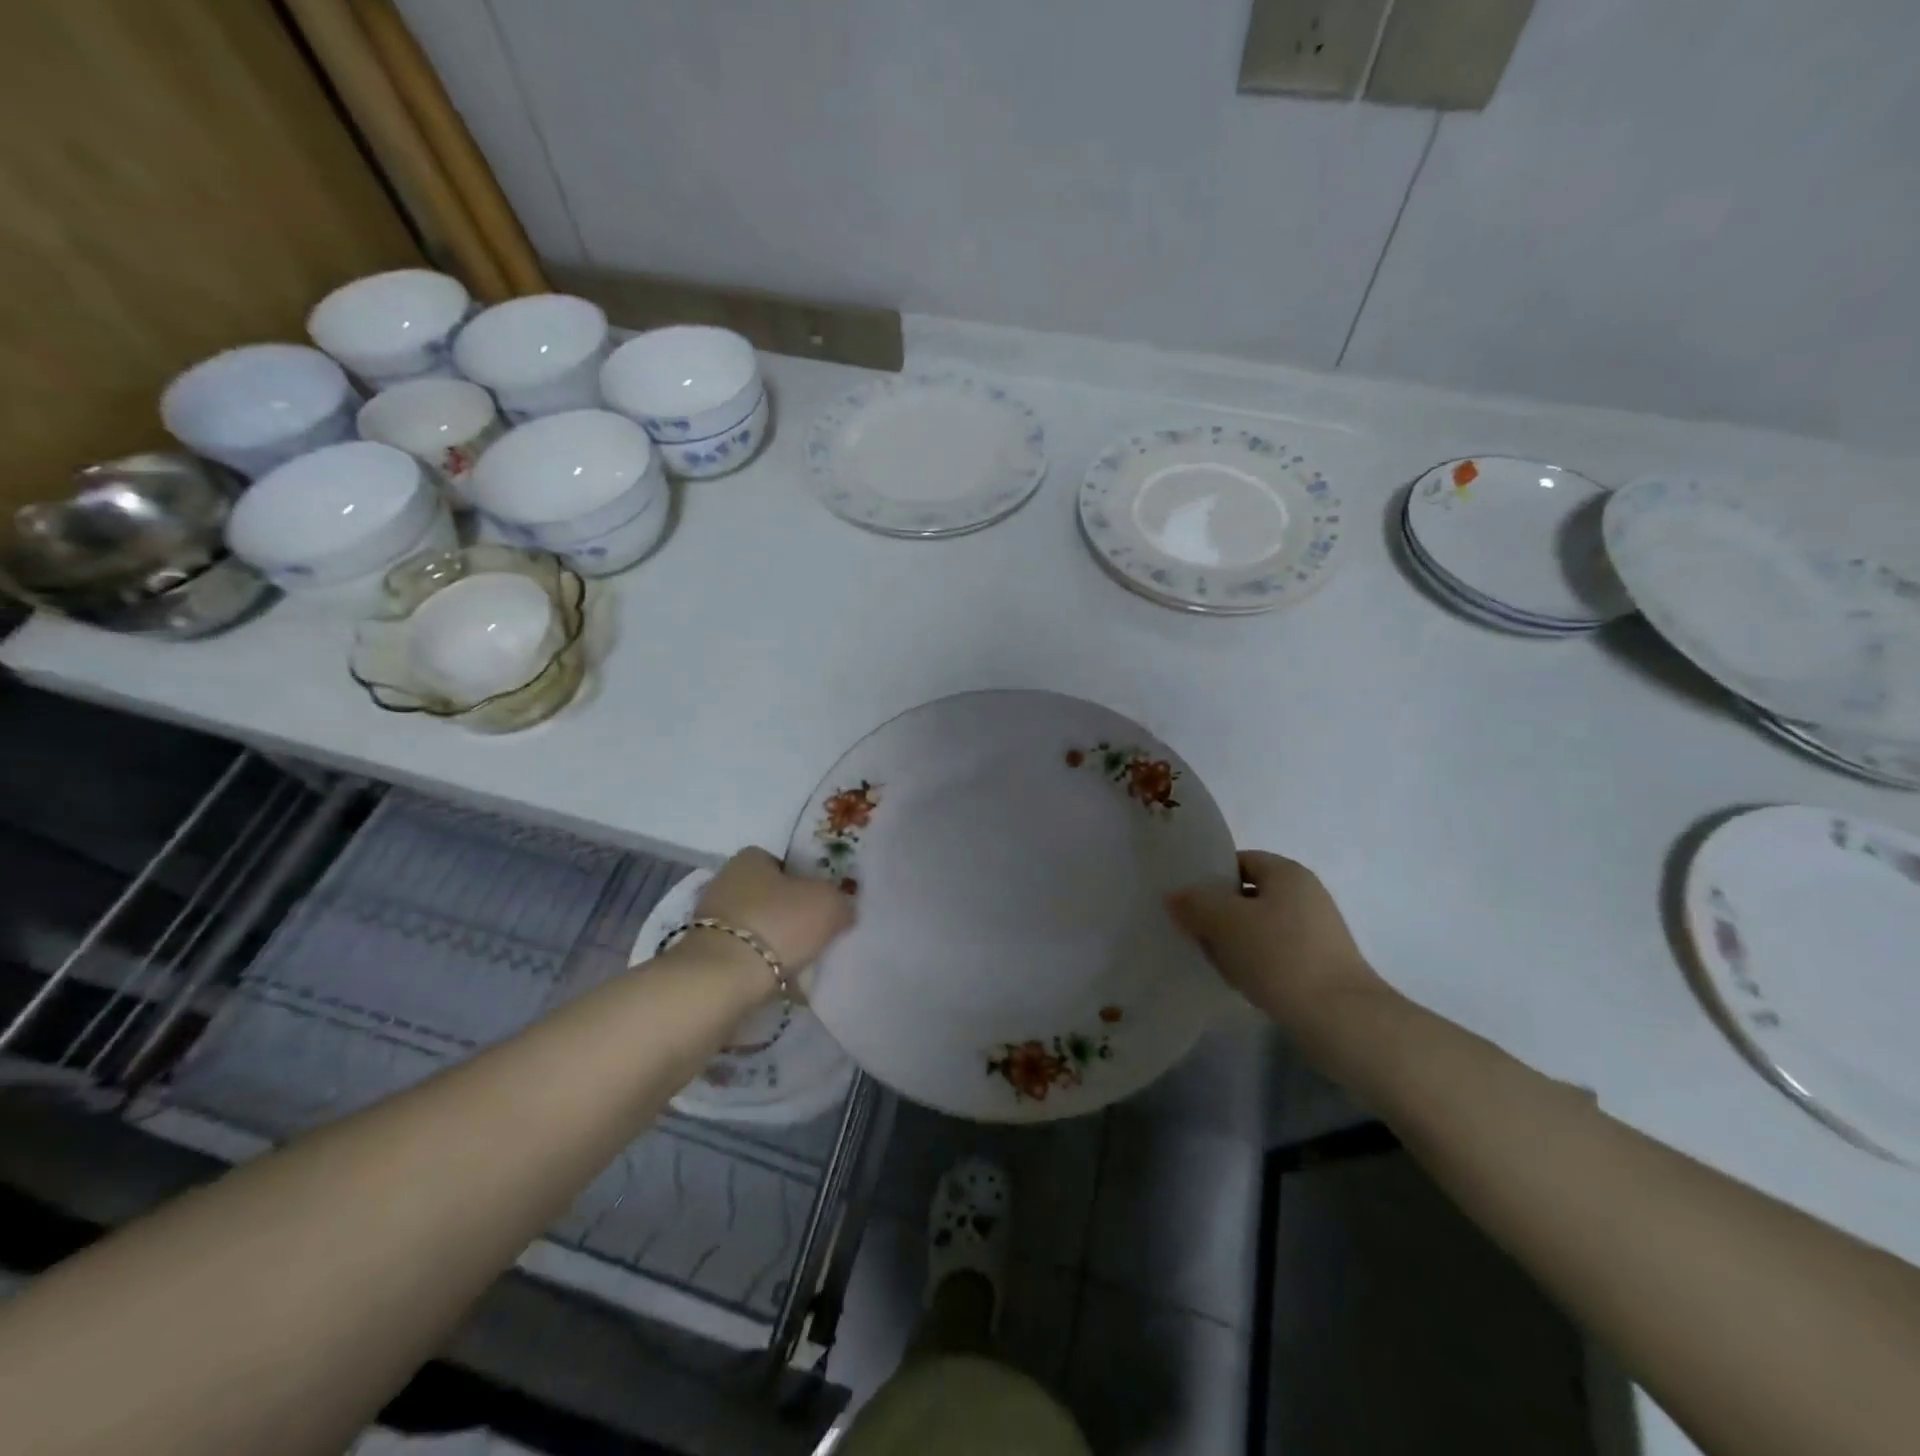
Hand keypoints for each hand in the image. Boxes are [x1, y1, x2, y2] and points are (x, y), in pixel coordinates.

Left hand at [691, 847, 852, 980]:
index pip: (783, 862)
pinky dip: (759, 965)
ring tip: (800, 964)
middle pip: (769, 895)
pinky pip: (743, 955)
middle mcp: (725, 881)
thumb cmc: (778, 925)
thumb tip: (841, 910)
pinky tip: (778, 981)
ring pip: (756, 926)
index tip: (821, 904)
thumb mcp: (828, 904)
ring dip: (775, 942)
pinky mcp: (704, 954)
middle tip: (815, 934)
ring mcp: (710, 919)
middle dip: (790, 914)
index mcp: (750, 858)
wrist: (722, 978)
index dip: (806, 880)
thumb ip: (840, 901)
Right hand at [1169, 851, 1386, 1034]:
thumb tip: (1175, 896)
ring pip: (1258, 927)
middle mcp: (1305, 895)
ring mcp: (1316, 931)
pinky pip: (1274, 954)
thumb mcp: (1225, 921)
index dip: (1210, 876)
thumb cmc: (1279, 955)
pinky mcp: (1318, 965)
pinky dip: (1254, 963)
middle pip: (1247, 895)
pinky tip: (1240, 982)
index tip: (1186, 900)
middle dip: (1218, 913)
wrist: (1339, 1018)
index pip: (1240, 861)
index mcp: (1287, 872)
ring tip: (1213, 961)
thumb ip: (1195, 902)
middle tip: (1193, 932)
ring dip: (1234, 941)